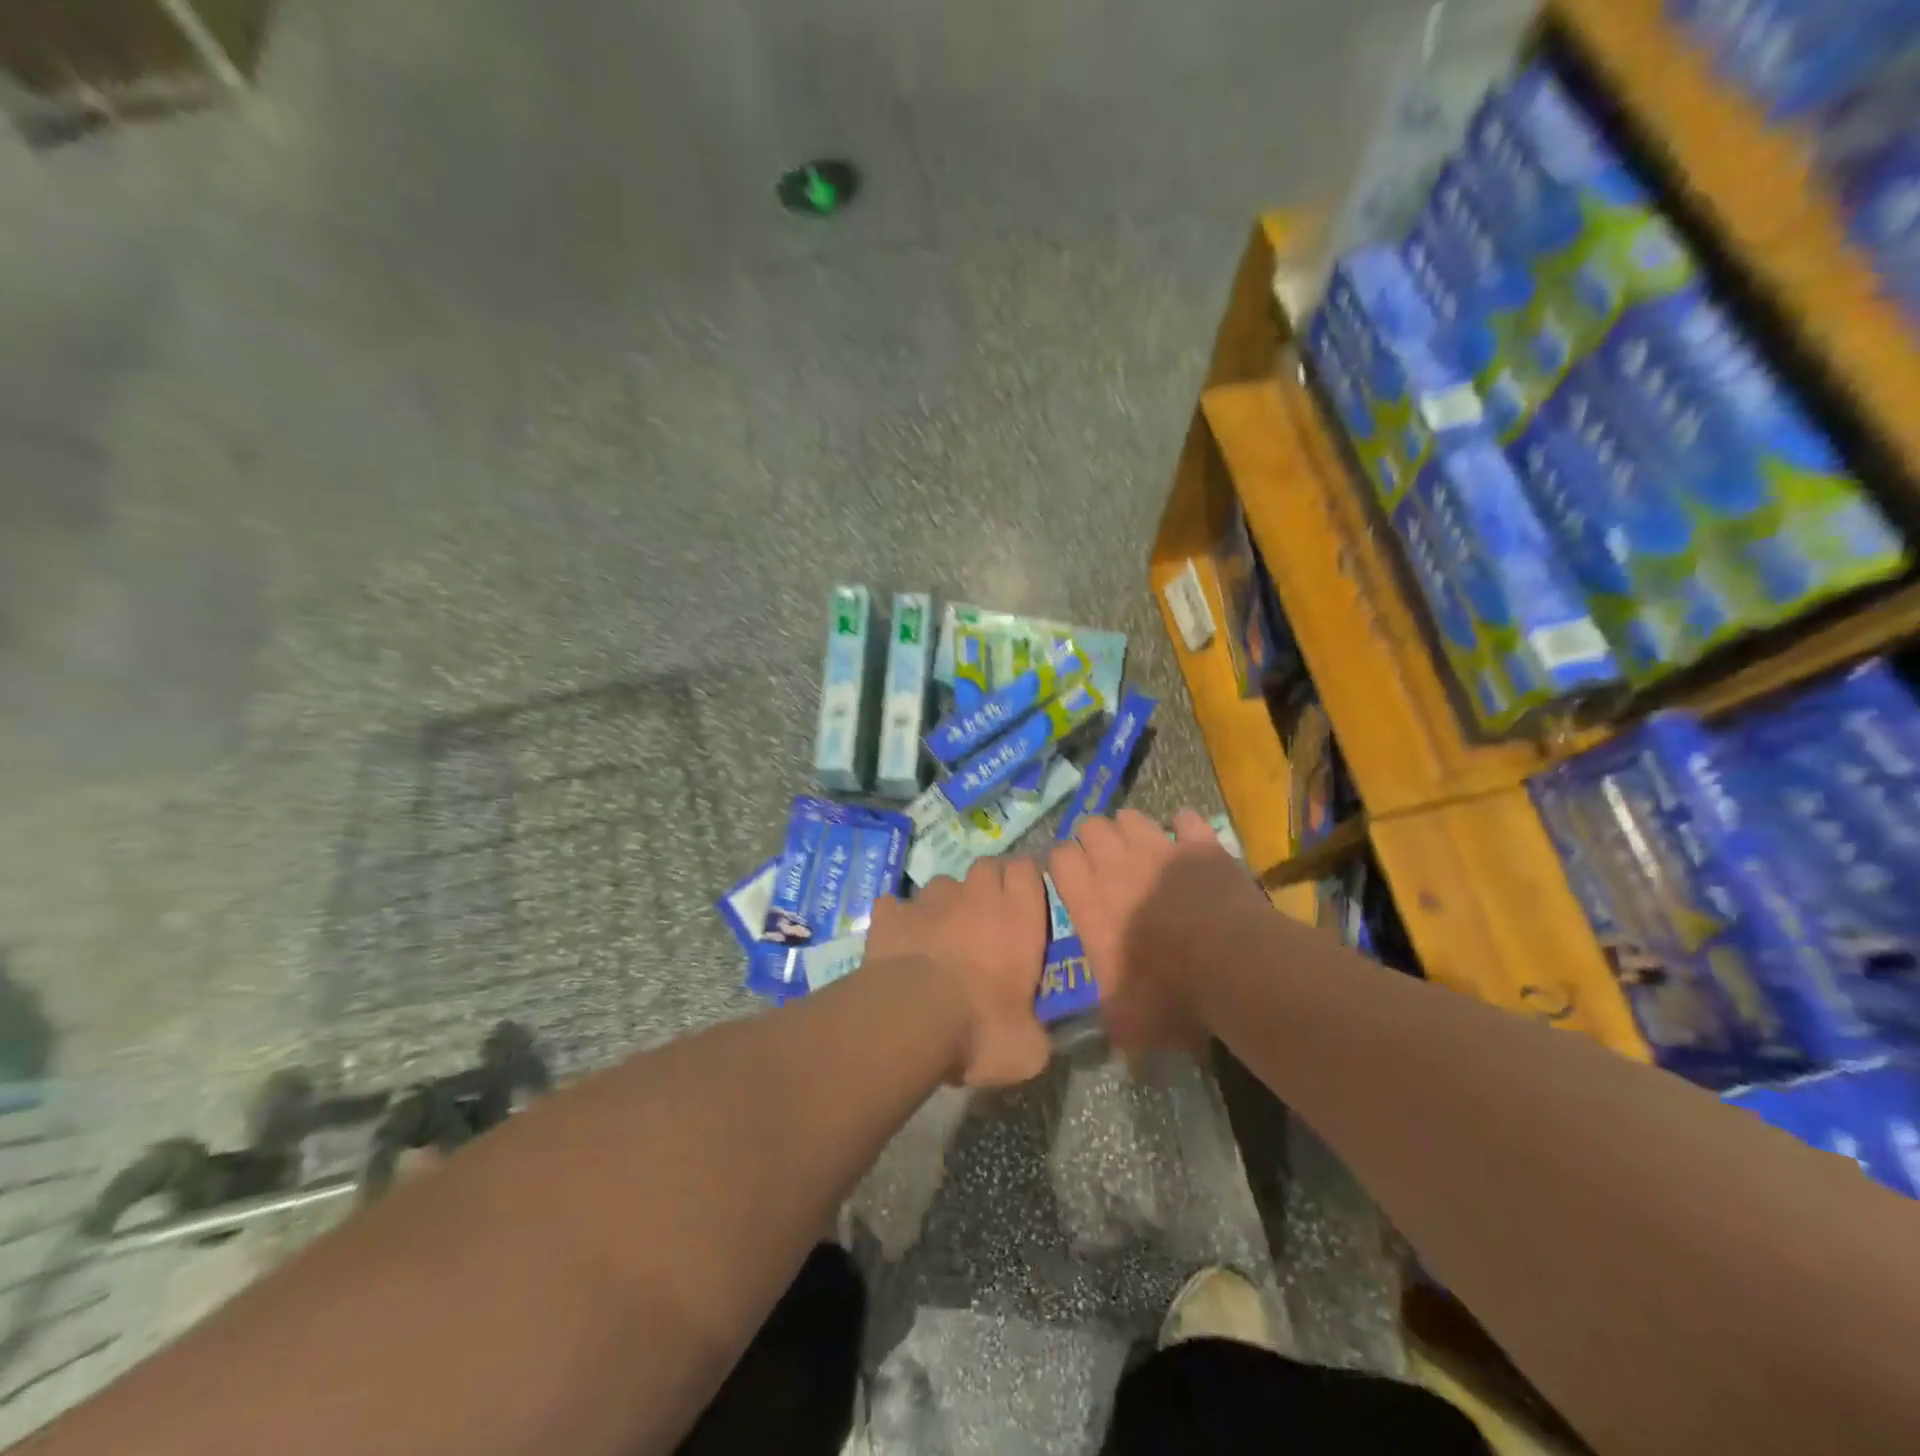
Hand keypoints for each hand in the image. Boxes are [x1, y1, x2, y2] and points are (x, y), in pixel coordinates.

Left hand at [863, 858, 1051, 1087]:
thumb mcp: (1026, 1049)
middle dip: (988, 885)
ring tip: (940, 936)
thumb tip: (1033, 1037)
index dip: (1025, 880)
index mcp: (1018, 917)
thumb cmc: (981, 1029)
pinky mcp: (891, 913)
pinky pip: (896, 906)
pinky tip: (899, 942)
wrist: (911, 1019)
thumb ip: (1035, 1032)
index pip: (1027, 869)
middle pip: (987, 867)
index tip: (1024, 901)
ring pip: (942, 885)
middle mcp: (976, 896)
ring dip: (945, 904)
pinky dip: (899, 919)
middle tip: (986, 920)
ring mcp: (929, 900)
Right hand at [1047, 808, 1269, 1052]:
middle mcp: (1118, 867)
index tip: (1072, 880)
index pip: (1059, 857)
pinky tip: (1188, 843)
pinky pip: (1185, 819)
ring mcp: (1161, 850)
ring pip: (1131, 816)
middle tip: (1107, 866)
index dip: (1063, 864)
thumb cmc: (1172, 996)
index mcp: (1090, 903)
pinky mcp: (1202, 845)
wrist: (1236, 970)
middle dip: (1093, 840)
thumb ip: (1105, 1008)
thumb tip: (1106, 1015)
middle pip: (1091, 826)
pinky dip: (1184, 828)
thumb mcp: (1125, 1021)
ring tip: (1142, 852)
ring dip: (1131, 830)